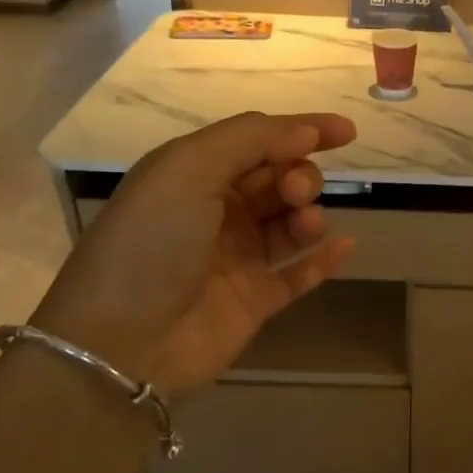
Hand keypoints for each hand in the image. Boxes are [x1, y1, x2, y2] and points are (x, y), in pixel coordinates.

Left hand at [31, 112, 355, 393]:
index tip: (348, 132)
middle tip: (294, 192)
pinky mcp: (255, 300)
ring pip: (291, 224)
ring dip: (309, 214)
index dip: (303, 131)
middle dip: (299, 176)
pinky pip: (299, 274)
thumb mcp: (187, 168)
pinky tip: (345, 245)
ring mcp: (237, 258)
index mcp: (194, 174)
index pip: (258, 141)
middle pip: (279, 180)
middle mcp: (217, 212)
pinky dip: (324, 259)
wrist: (124, 341)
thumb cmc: (151, 241)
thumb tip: (306, 131)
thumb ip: (250, 139)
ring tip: (306, 224)